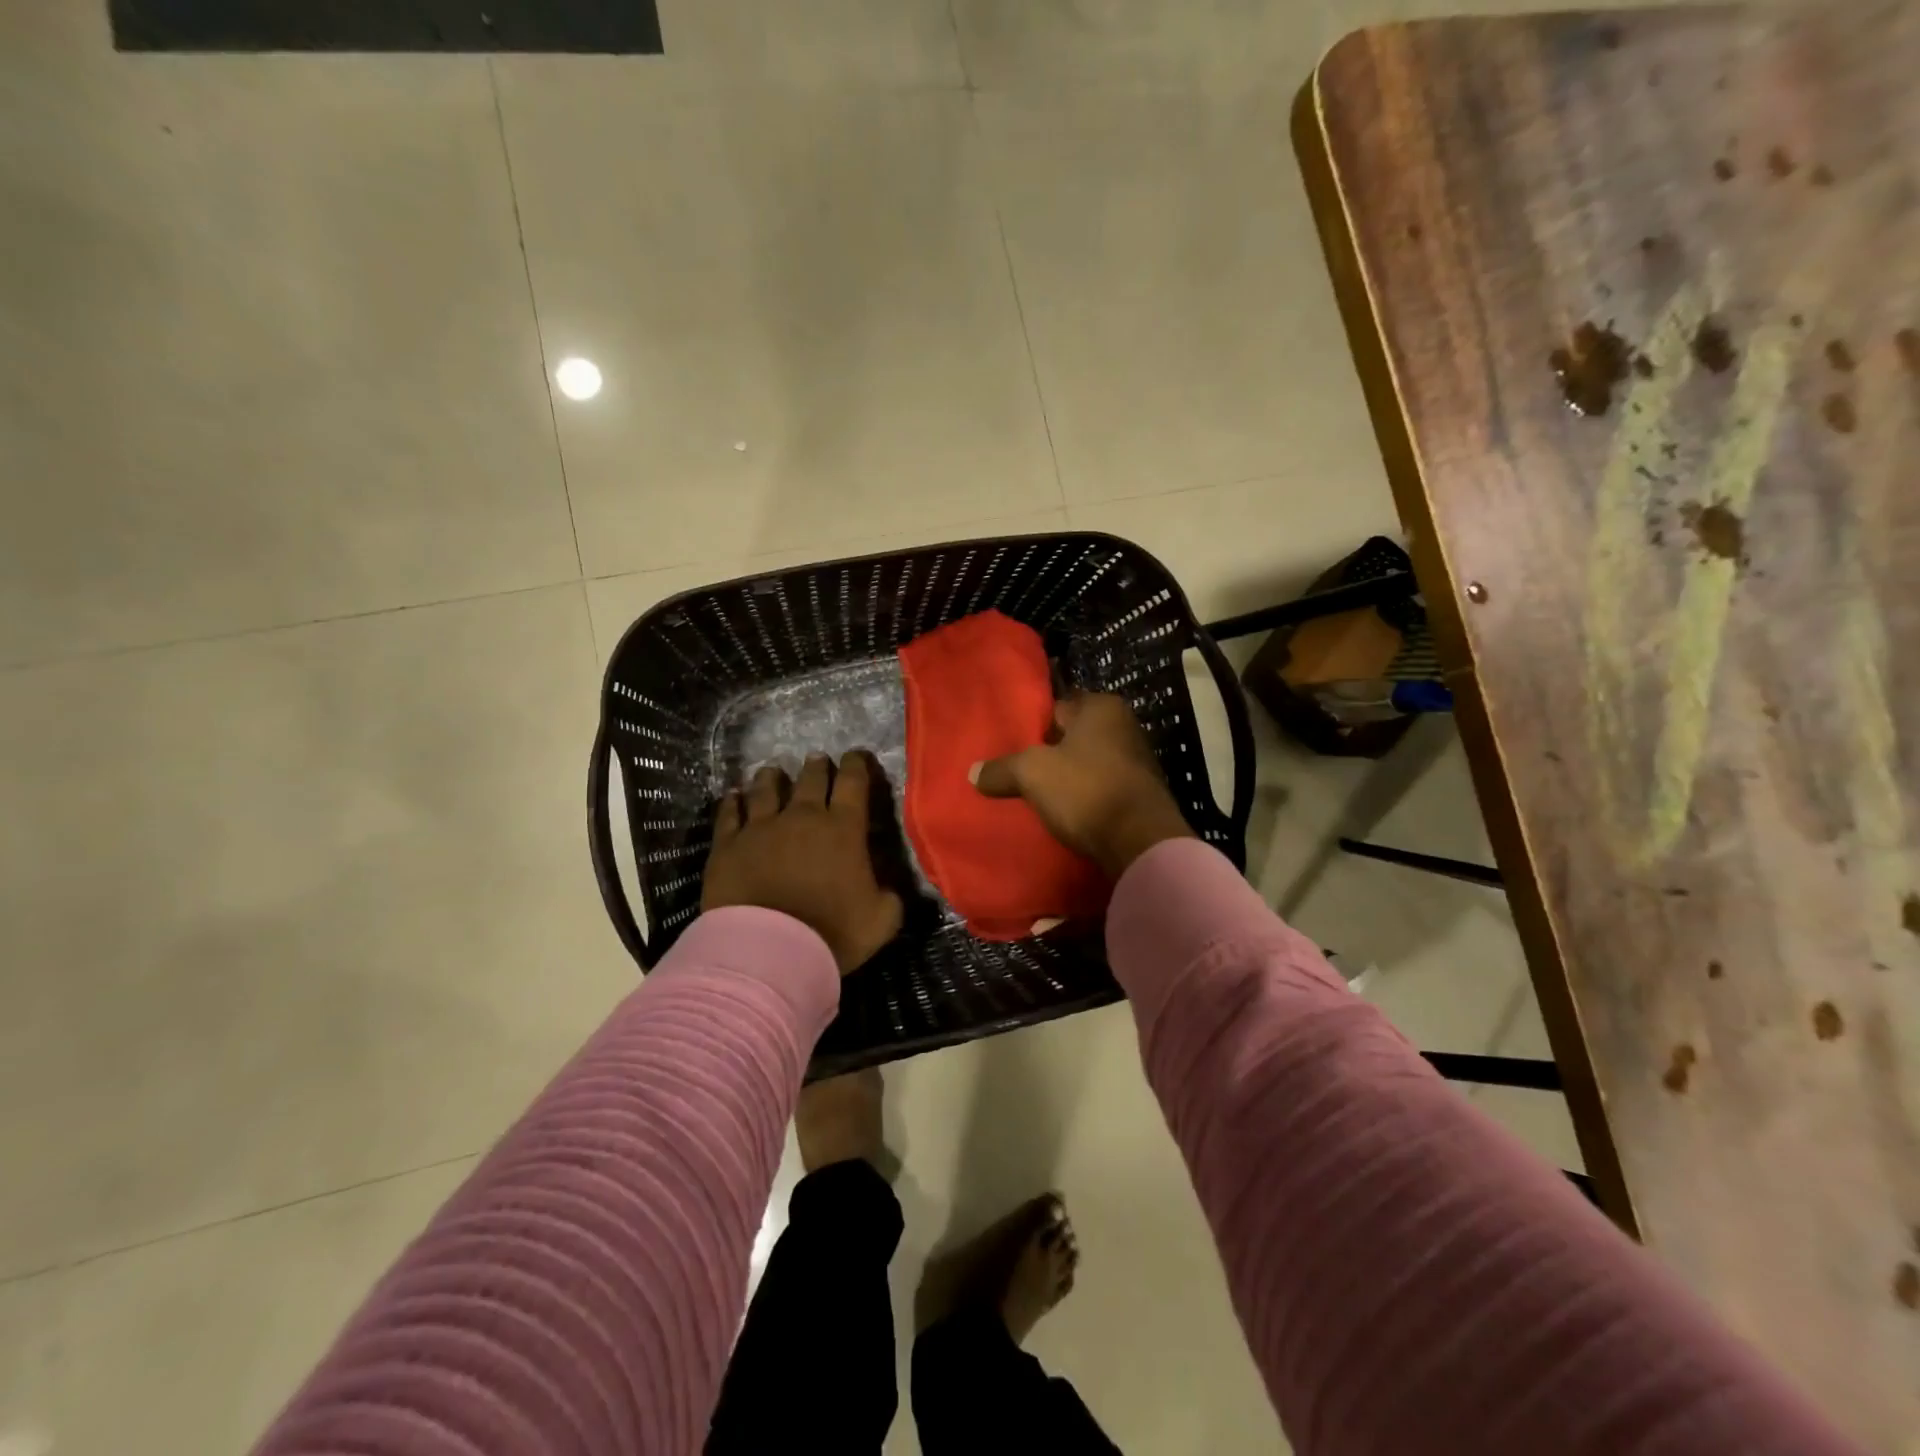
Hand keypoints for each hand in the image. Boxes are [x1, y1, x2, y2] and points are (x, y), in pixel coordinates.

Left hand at [702, 751, 904, 974]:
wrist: (769, 951)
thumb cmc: (832, 933)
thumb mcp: (882, 919)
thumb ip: (889, 896)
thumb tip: (887, 887)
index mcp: (843, 828)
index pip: (853, 782)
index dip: (856, 764)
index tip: (856, 756)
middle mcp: (802, 817)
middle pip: (810, 779)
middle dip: (817, 767)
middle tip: (818, 759)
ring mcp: (761, 828)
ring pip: (766, 790)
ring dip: (772, 778)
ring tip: (772, 771)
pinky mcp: (728, 845)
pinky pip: (729, 815)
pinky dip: (732, 802)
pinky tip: (732, 795)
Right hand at [971, 693, 1193, 879]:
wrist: (1140, 842)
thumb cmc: (1086, 790)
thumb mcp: (1032, 773)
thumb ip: (1001, 769)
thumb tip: (973, 773)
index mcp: (1102, 707)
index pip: (1056, 708)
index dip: (1032, 728)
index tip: (1011, 747)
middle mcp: (1124, 726)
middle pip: (1071, 737)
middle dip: (1049, 754)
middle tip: (1018, 772)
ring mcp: (1136, 762)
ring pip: (1086, 765)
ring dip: (1066, 779)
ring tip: (1037, 796)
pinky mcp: (1140, 795)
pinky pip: (1100, 789)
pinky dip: (1084, 799)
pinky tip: (1066, 814)